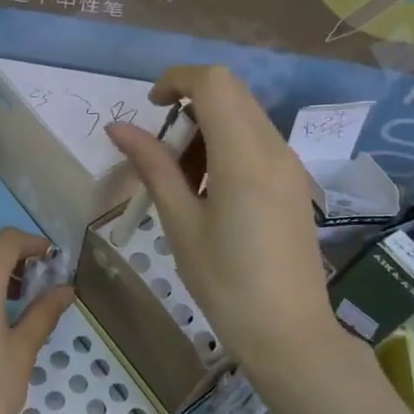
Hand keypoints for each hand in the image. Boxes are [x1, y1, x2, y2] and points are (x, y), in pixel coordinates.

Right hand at [106, 65, 341, 375]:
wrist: (290, 333)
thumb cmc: (227, 284)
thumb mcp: (181, 225)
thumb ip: (153, 168)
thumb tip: (119, 127)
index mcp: (244, 157)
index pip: (213, 83)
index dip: (176, 80)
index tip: (151, 109)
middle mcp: (274, 148)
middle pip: (231, 92)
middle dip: (190, 104)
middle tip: (164, 152)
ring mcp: (290, 165)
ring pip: (245, 115)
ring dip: (209, 126)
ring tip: (184, 180)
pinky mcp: (295, 183)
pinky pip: (259, 141)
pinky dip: (228, 145)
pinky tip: (211, 192)